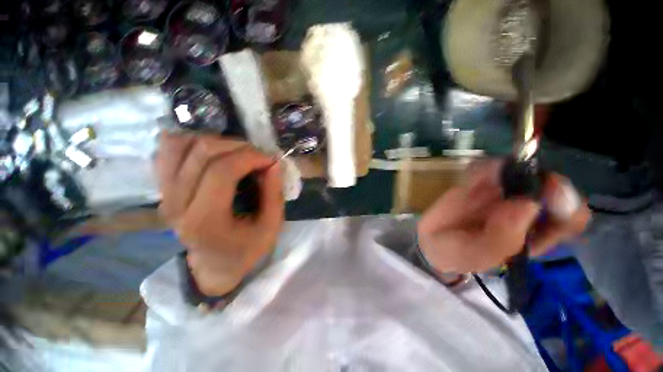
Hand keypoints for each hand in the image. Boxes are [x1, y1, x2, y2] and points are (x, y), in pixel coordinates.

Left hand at [156, 133, 283, 295]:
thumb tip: (273, 162)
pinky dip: (190, 141)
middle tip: (258, 156)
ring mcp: (164, 195)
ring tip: (238, 153)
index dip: (250, 157)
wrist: (215, 265)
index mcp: (206, 221)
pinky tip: (212, 150)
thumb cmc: (247, 248)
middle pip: (201, 153)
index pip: (222, 171)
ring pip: (180, 145)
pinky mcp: (162, 189)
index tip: (270, 159)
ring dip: (216, 141)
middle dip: (238, 146)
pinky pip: (167, 151)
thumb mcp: (271, 226)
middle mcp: (177, 205)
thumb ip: (273, 193)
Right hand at [417, 160, 589, 272]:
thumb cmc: (457, 254)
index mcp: (535, 234)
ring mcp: (501, 194)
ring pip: (519, 171)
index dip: (568, 203)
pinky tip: (471, 177)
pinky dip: (483, 167)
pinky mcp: (479, 184)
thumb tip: (528, 204)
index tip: (551, 189)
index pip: (569, 218)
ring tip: (481, 179)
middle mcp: (525, 210)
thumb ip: (501, 238)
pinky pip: (488, 168)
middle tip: (515, 175)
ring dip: (507, 168)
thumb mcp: (477, 256)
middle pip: (548, 186)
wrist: (431, 240)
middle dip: (537, 177)